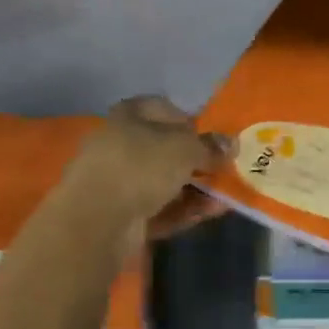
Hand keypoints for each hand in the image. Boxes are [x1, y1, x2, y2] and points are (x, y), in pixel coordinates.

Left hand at [63, 96, 231, 246]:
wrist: (97, 220)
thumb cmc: (141, 166)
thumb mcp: (185, 149)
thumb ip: (210, 146)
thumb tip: (231, 144)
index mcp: (127, 116)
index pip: (160, 108)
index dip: (187, 119)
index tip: (211, 136)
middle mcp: (119, 145)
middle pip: (163, 149)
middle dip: (195, 161)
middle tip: (222, 170)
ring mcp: (117, 183)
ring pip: (163, 183)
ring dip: (194, 189)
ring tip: (225, 197)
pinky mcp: (121, 216)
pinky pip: (159, 209)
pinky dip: (183, 210)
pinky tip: (211, 213)